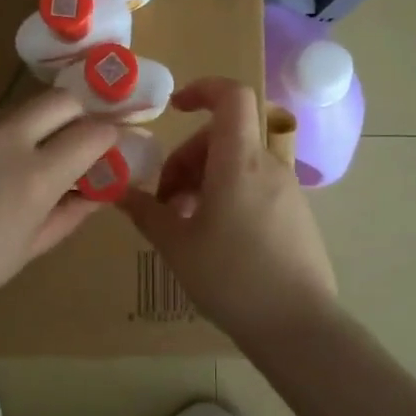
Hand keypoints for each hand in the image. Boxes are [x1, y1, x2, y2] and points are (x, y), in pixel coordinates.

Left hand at [0, 89, 118, 335]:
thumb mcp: (22, 253)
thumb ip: (65, 216)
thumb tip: (96, 193)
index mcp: (33, 177)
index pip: (92, 133)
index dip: (106, 135)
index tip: (104, 146)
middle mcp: (2, 140)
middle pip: (56, 100)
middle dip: (73, 112)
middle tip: (66, 140)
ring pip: (5, 119)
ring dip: (14, 139)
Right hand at [120, 77, 337, 346]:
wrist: (297, 326)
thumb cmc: (230, 277)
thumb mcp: (176, 245)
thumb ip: (145, 212)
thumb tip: (118, 191)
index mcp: (239, 162)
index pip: (232, 97)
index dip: (203, 89)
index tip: (174, 108)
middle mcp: (267, 166)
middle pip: (224, 136)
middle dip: (188, 157)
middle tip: (165, 199)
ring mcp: (286, 190)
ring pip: (238, 164)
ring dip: (205, 180)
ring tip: (183, 223)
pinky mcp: (295, 214)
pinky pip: (255, 186)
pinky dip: (228, 195)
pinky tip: (213, 236)